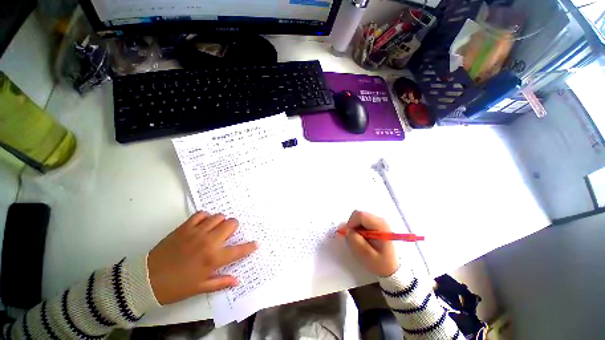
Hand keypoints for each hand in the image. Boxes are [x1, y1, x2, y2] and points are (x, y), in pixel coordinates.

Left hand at [148, 212, 257, 304]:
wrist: (147, 280)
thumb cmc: (176, 287)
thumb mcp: (200, 288)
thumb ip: (221, 283)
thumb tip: (237, 280)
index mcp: (214, 259)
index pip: (239, 250)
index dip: (250, 247)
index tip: (256, 243)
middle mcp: (209, 242)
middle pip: (231, 224)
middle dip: (234, 227)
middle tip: (228, 234)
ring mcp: (197, 232)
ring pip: (219, 216)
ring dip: (221, 221)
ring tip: (215, 228)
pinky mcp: (185, 227)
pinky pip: (201, 214)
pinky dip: (206, 217)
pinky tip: (203, 224)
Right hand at [340, 210, 398, 276]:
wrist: (396, 270)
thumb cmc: (383, 264)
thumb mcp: (367, 255)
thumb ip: (355, 241)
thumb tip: (347, 231)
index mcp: (380, 225)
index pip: (360, 215)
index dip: (350, 223)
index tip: (347, 234)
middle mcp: (380, 220)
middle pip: (359, 215)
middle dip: (353, 225)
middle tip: (353, 238)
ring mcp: (380, 222)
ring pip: (360, 218)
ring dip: (356, 227)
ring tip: (360, 241)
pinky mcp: (378, 225)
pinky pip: (364, 222)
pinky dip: (360, 228)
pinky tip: (364, 239)